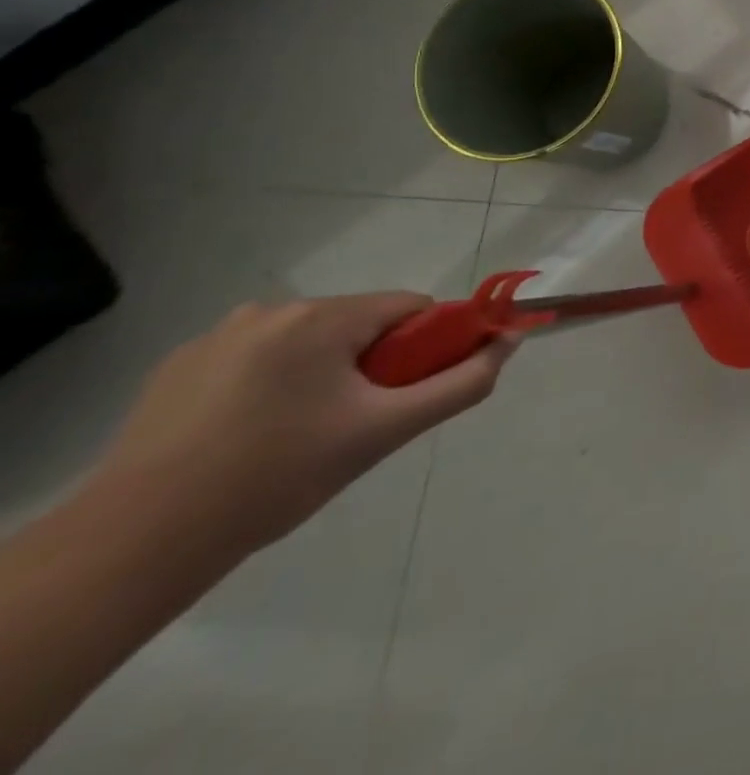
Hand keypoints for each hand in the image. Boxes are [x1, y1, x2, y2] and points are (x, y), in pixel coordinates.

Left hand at [92, 294, 515, 555]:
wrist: (133, 547)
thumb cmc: (276, 478)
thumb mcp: (384, 432)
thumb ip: (461, 383)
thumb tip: (509, 343)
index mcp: (320, 318)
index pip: (409, 309)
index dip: (426, 347)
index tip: (410, 393)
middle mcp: (270, 310)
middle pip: (359, 324)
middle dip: (373, 365)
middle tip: (357, 424)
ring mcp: (217, 337)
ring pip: (310, 343)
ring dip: (325, 375)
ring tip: (302, 438)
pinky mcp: (177, 368)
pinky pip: (259, 360)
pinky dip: (274, 386)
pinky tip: (252, 437)